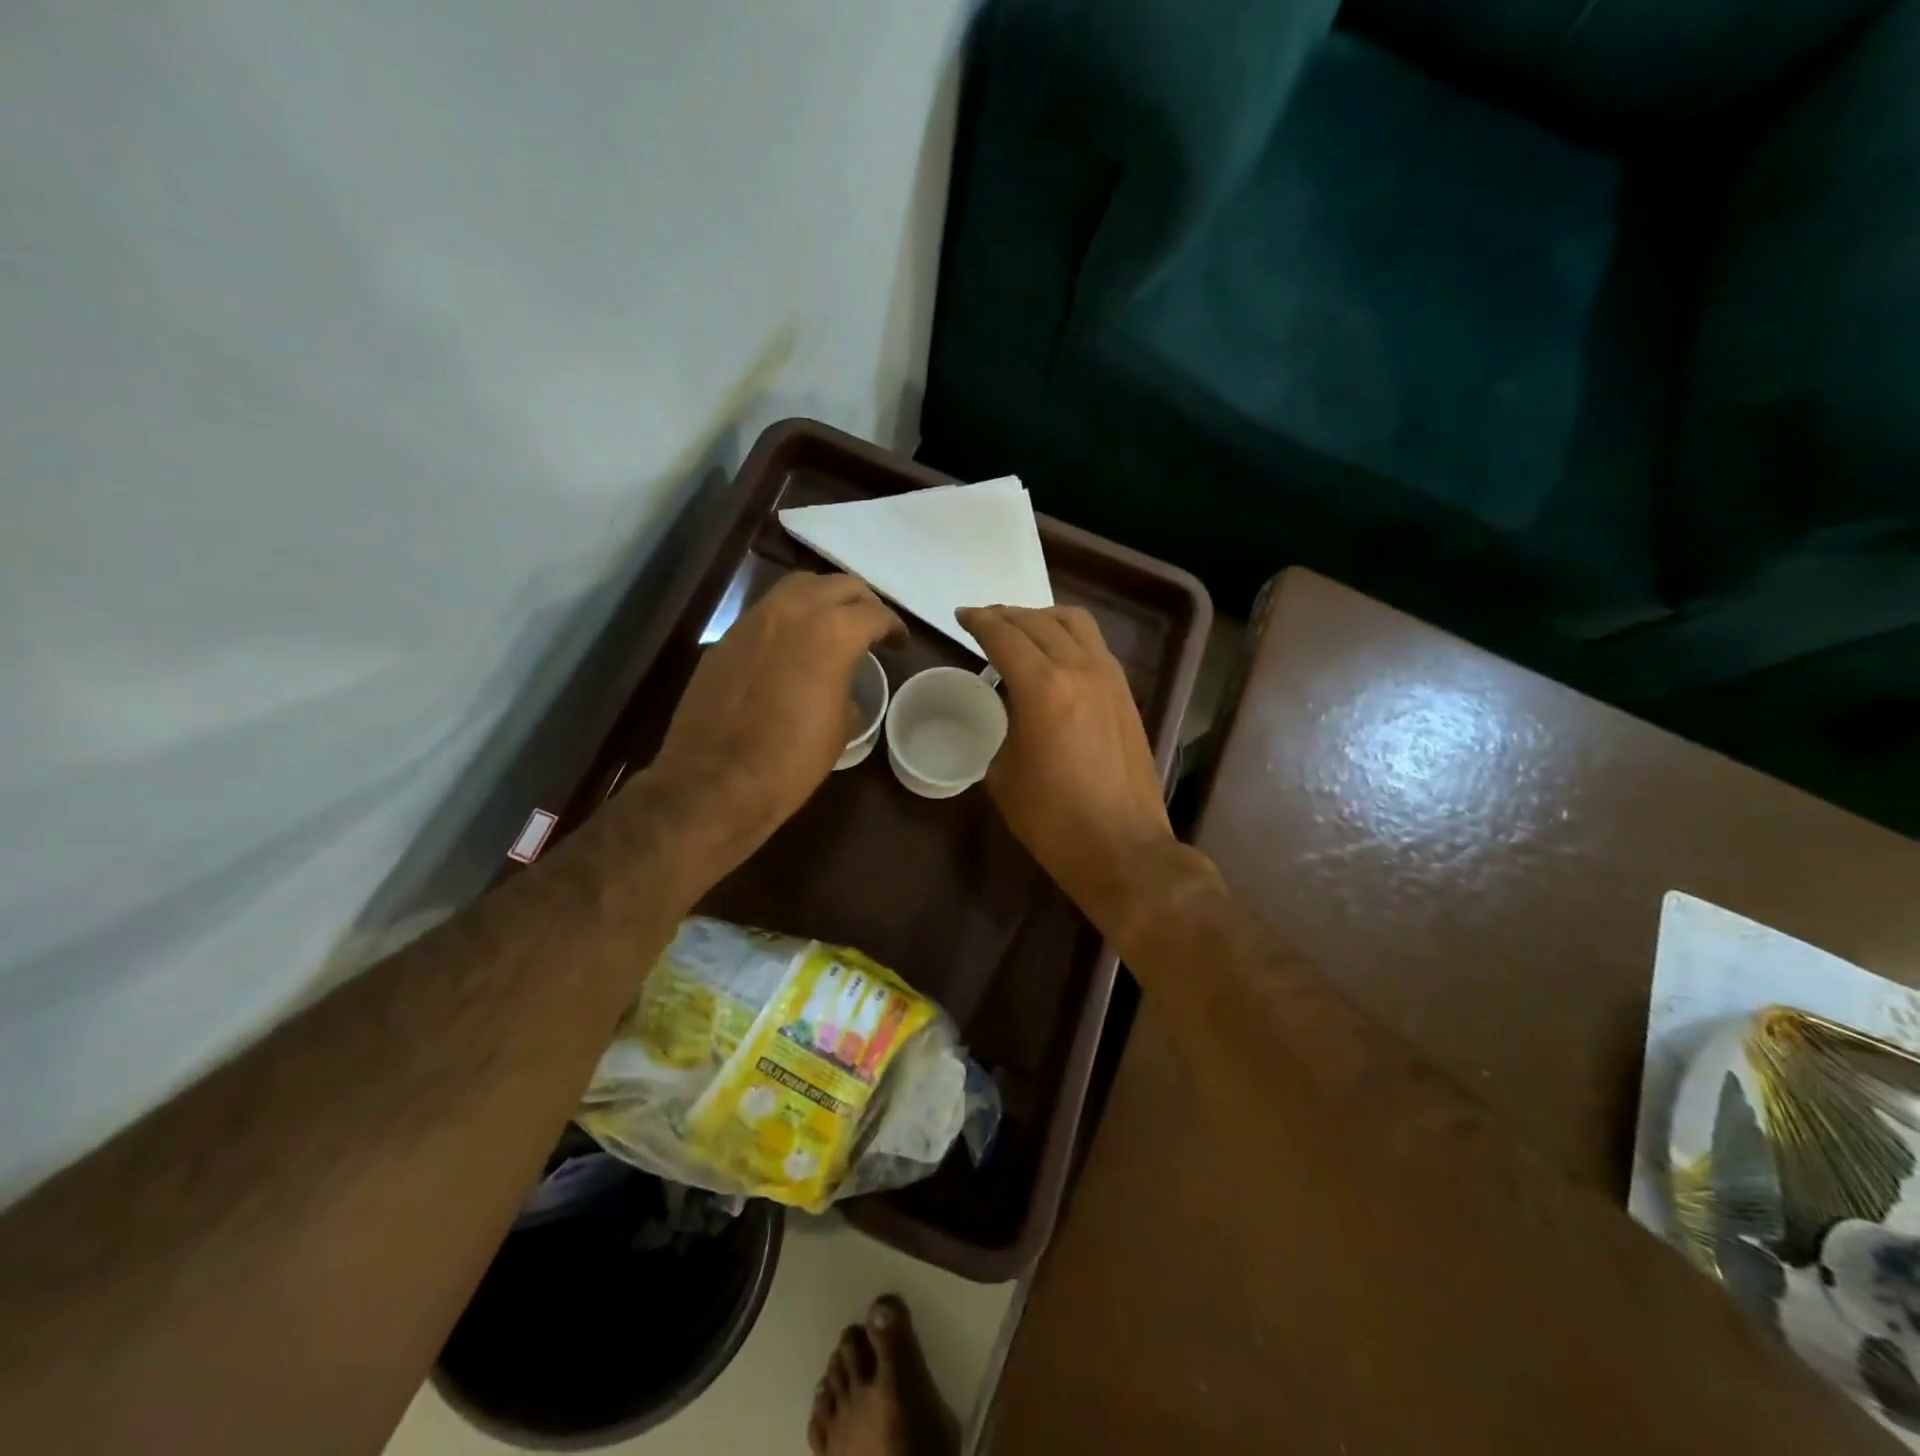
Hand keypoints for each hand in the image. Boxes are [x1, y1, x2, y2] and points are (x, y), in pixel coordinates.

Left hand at [641, 572, 901, 890]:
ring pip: (798, 587)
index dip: (893, 627)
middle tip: (871, 626)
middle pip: (837, 585)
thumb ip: (848, 689)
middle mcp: (793, 612)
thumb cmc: (790, 761)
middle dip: (861, 602)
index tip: (899, 642)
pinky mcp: (726, 638)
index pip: (874, 613)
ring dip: (823, 599)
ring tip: (833, 625)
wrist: (714, 782)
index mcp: (833, 633)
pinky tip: (792, 646)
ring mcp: (753, 620)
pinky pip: (767, 613)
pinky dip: (789, 619)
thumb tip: (841, 684)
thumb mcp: (840, 728)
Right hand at [956, 605, 1177, 925]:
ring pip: (1075, 623)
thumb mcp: (1004, 773)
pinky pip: (1094, 646)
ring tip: (1022, 630)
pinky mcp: (1126, 694)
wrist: (1121, 846)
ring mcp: (1110, 678)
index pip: (1004, 635)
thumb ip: (1003, 727)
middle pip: (1038, 621)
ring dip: (1042, 618)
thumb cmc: (1052, 818)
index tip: (961, 617)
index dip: (978, 621)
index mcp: (1043, 687)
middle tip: (984, 622)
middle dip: (1006, 615)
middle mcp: (1080, 669)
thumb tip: (1011, 713)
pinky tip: (1055, 656)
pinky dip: (1068, 637)